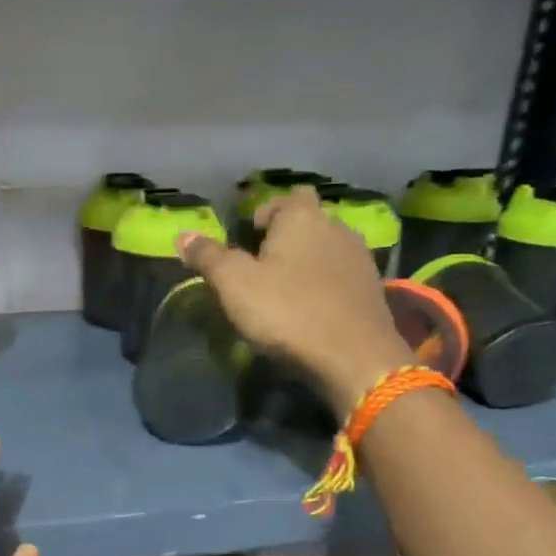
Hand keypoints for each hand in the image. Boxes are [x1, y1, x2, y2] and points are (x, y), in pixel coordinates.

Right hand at [178, 187, 412, 412]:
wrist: (353, 357)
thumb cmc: (287, 312)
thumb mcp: (233, 284)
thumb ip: (208, 256)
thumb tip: (183, 235)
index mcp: (301, 217)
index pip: (282, 198)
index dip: (263, 215)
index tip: (246, 243)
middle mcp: (335, 226)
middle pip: (308, 219)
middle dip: (287, 236)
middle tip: (264, 266)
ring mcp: (359, 257)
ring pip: (327, 247)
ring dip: (308, 260)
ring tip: (286, 290)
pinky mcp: (372, 288)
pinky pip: (341, 274)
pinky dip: (326, 284)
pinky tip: (313, 308)